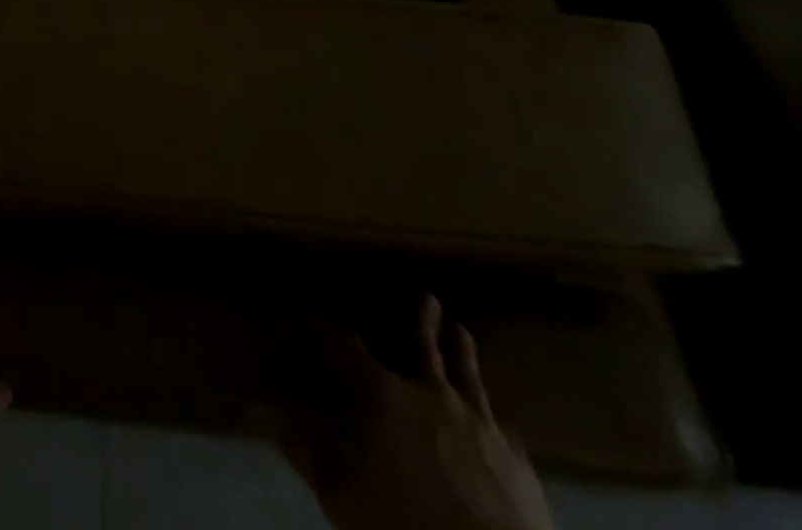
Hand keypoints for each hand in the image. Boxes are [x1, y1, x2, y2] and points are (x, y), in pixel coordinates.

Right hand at [280, 295, 552, 529]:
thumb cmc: (409, 524)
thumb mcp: (348, 503)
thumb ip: (317, 467)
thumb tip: (285, 438)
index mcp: (387, 397)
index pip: (350, 349)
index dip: (330, 328)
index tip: (318, 308)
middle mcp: (433, 396)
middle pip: (424, 348)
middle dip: (422, 321)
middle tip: (428, 295)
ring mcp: (480, 424)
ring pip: (469, 376)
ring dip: (463, 352)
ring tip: (462, 330)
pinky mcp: (516, 459)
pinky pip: (503, 427)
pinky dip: (495, 416)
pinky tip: (499, 416)